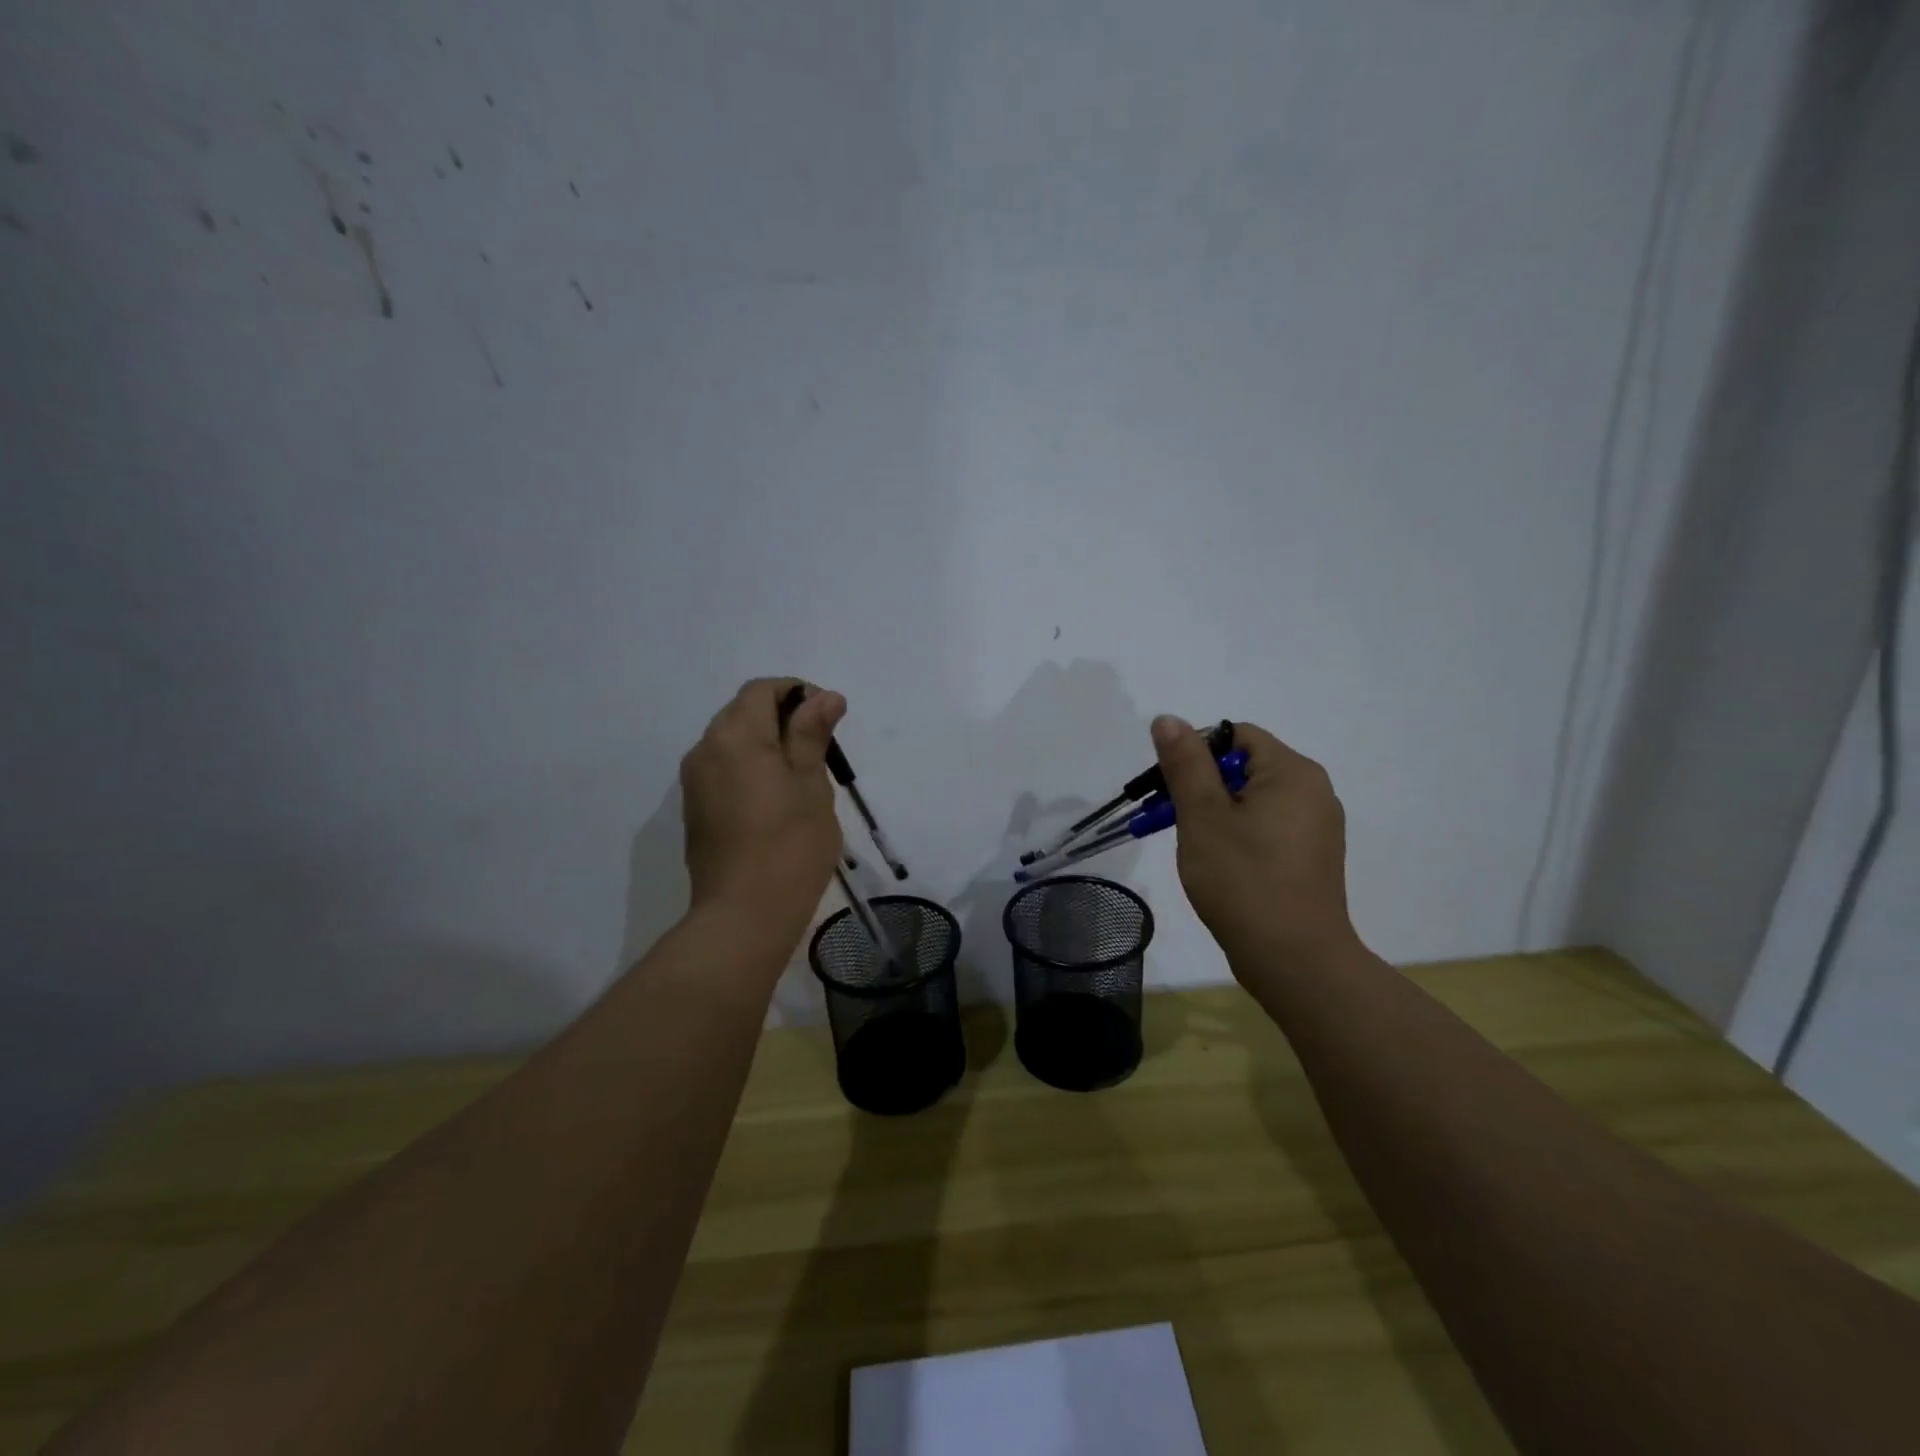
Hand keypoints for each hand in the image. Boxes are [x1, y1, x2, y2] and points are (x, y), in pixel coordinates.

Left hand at [680, 678, 846, 937]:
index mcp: (735, 735)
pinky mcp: (696, 809)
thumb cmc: (790, 844)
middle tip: (821, 751)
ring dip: (767, 744)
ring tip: (802, 777)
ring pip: (732, 742)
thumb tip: (824, 696)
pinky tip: (776, 800)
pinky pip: (724, 770)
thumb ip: (812, 733)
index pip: (762, 690)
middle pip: (744, 712)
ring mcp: (695, 782)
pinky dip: (750, 768)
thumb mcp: (811, 783)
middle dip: (783, 718)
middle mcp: (706, 749)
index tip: (829, 719)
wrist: (744, 915)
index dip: (798, 692)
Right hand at [1149, 715, 1358, 969]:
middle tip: (1170, 820)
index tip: (1168, 789)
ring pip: (1253, 801)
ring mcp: (1316, 828)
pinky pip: (1267, 828)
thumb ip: (1185, 764)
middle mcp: (1313, 792)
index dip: (1196, 754)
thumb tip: (1169, 719)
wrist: (1295, 961)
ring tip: (1192, 846)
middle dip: (1201, 787)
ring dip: (1216, 813)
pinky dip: (1238, 835)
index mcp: (1293, 772)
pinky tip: (1220, 866)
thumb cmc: (1244, 880)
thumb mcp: (1202, 816)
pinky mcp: (1311, 859)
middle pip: (1244, 768)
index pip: (1236, 736)